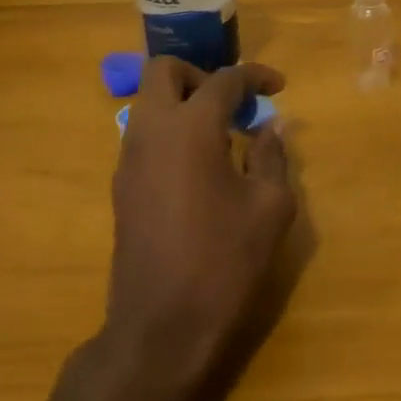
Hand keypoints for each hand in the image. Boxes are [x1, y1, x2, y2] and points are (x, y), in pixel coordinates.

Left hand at [102, 58, 299, 400]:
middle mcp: (151, 131)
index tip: (279, 87)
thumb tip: (271, 128)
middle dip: (202, 74)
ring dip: (184, 103)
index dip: (256, 76)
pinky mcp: (122, 186)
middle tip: (234, 104)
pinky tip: (201, 167)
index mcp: (191, 128)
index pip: (224, 80)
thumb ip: (272, 156)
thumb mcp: (269, 207)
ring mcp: (129, 159)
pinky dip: (172, 131)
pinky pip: (144, 135)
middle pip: (164, 72)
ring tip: (223, 135)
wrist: (161, 328)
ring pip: (149, 103)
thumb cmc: (224, 261)